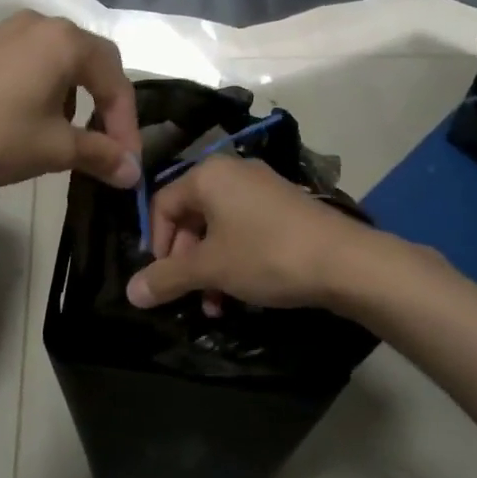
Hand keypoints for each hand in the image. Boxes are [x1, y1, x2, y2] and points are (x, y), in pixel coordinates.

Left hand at [0, 11, 140, 191]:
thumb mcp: (53, 149)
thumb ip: (100, 154)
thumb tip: (133, 172)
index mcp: (66, 42)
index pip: (116, 80)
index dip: (127, 124)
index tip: (127, 162)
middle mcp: (42, 24)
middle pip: (93, 62)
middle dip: (106, 106)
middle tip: (109, 146)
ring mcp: (10, 31)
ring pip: (63, 62)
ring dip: (78, 99)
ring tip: (70, 138)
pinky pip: (35, 62)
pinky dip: (49, 90)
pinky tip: (35, 121)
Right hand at [125, 154, 375, 311]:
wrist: (346, 261)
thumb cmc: (267, 255)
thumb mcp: (211, 269)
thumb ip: (167, 278)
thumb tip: (130, 293)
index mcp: (208, 175)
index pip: (162, 204)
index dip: (155, 244)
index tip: (161, 279)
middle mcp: (233, 172)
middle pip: (190, 216)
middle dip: (185, 261)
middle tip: (189, 294)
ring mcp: (262, 188)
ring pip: (218, 228)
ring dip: (210, 267)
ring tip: (215, 305)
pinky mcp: (284, 206)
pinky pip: (244, 229)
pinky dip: (235, 258)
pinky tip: (241, 293)